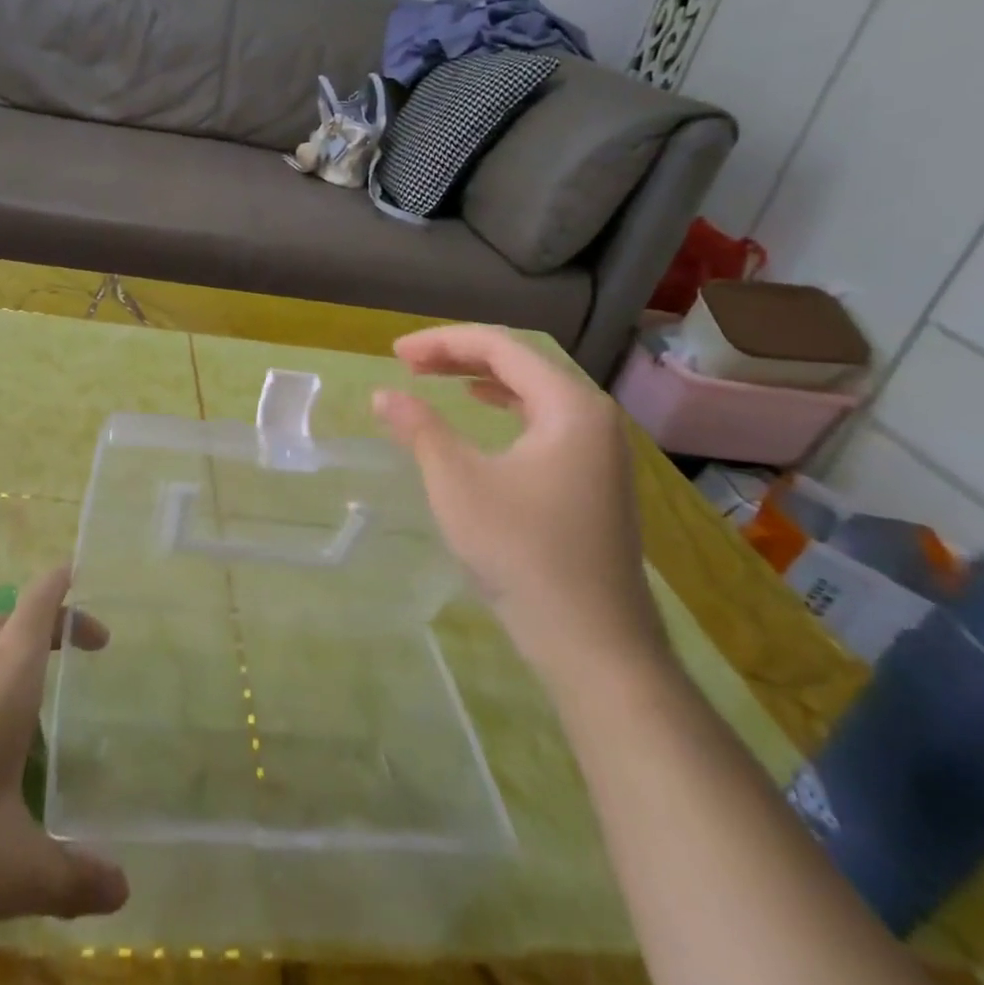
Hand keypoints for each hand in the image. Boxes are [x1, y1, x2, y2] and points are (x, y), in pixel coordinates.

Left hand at [0, 567, 128, 945]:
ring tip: (24, 668)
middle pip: (9, 617)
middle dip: (48, 621)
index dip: (64, 587)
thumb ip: (71, 877)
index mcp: (3, 682)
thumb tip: (124, 889)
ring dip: (4, 634)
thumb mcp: (9, 871)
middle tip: (79, 651)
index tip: (85, 579)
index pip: (39, 607)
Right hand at [373, 325, 666, 694]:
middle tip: (407, 363)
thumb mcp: (457, 482)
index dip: (443, 342)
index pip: (501, 347)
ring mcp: (600, 449)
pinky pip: (544, 420)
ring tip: (436, 378)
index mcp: (569, 405)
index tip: (395, 353)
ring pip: (533, 391)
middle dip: (460, 355)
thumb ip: (420, 429)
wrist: (593, 643)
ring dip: (481, 378)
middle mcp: (593, 416)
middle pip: (521, 363)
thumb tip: (383, 395)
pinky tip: (485, 413)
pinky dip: (505, 407)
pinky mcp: (594, 478)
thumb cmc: (522, 551)